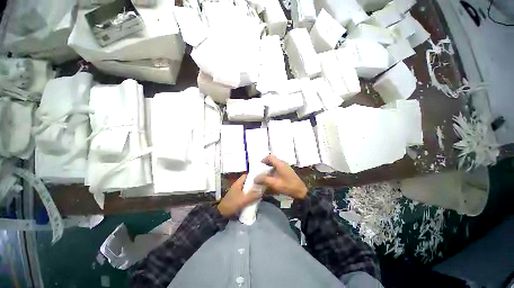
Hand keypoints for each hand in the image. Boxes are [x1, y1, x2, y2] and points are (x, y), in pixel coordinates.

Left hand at [217, 174, 261, 217]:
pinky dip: (251, 195)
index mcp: (238, 183)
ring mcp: (238, 192)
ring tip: (262, 191)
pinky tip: (256, 198)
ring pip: (248, 189)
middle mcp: (238, 186)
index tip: (260, 177)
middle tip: (263, 185)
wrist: (222, 214)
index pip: (246, 176)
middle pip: (248, 182)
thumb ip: (252, 195)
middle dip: (255, 184)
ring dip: (253, 190)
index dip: (253, 175)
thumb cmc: (231, 204)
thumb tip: (262, 190)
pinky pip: (247, 195)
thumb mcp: (242, 200)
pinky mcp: (239, 198)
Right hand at [254, 154, 307, 199]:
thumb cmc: (288, 186)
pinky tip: (271, 178)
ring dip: (269, 168)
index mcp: (280, 164)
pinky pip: (278, 168)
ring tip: (264, 175)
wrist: (301, 191)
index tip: (258, 166)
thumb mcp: (274, 183)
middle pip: (272, 160)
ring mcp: (285, 167)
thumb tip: (255, 178)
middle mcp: (283, 163)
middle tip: (260, 171)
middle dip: (265, 165)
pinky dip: (273, 171)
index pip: (270, 156)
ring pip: (275, 164)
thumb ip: (264, 180)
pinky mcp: (287, 171)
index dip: (263, 159)